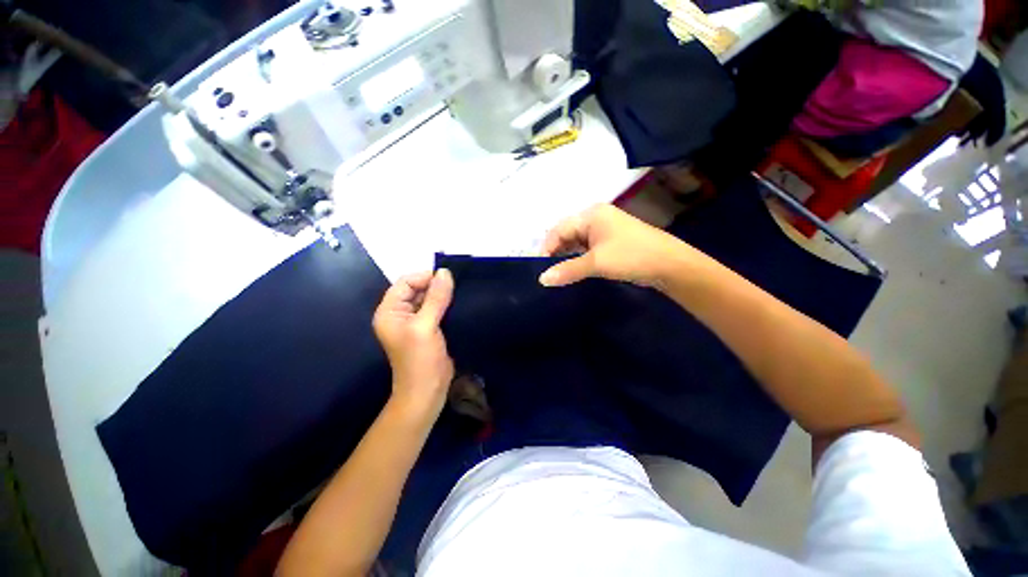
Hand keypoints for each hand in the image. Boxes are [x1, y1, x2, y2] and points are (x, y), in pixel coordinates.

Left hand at [373, 270, 454, 418]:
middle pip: (417, 288)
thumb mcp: (425, 326)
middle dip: (435, 285)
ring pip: (429, 298)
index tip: (447, 279)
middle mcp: (400, 313)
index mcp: (390, 311)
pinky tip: (459, 303)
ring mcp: (415, 321)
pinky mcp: (429, 327)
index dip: (425, 278)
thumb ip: (435, 298)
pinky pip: (437, 308)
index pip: (405, 282)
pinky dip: (447, 304)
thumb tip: (445, 272)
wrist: (428, 390)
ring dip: (443, 294)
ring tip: (460, 293)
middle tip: (457, 286)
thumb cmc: (420, 359)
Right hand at [539, 204, 687, 287]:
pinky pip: (585, 249)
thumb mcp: (597, 263)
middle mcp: (595, 218)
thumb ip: (567, 270)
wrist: (670, 265)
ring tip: (556, 274)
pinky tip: (571, 271)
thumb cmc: (631, 256)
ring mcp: (603, 230)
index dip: (547, 247)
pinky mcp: (609, 243)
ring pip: (575, 242)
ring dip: (565, 256)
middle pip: (566, 234)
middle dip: (555, 252)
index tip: (539, 268)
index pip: (559, 229)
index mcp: (591, 215)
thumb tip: (542, 280)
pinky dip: (577, 259)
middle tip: (546, 272)